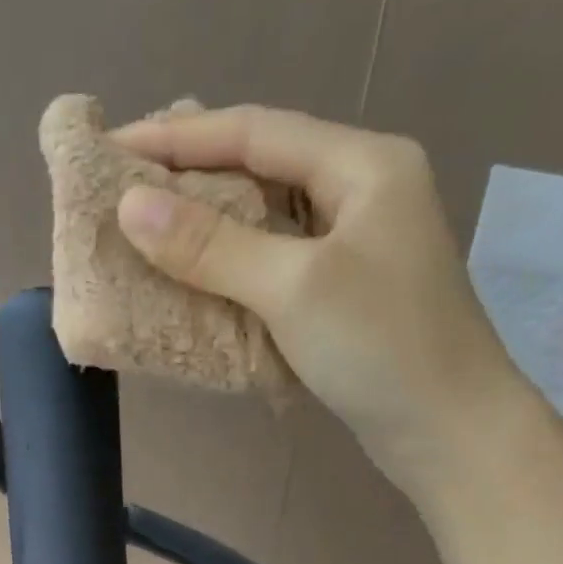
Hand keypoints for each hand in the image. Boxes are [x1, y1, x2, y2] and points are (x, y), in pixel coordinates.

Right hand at [111, 105, 539, 500]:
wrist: (450, 432)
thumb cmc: (381, 347)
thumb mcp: (293, 287)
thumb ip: (211, 245)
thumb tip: (130, 205)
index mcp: (363, 165)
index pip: (255, 131)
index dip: (179, 137)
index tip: (112, 147)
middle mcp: (361, 191)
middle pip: (262, 165)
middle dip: (191, 174)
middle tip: (124, 185)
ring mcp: (355, 244)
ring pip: (266, 216)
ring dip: (207, 222)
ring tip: (147, 227)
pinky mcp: (343, 291)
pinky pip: (273, 260)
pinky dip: (230, 264)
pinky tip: (194, 275)